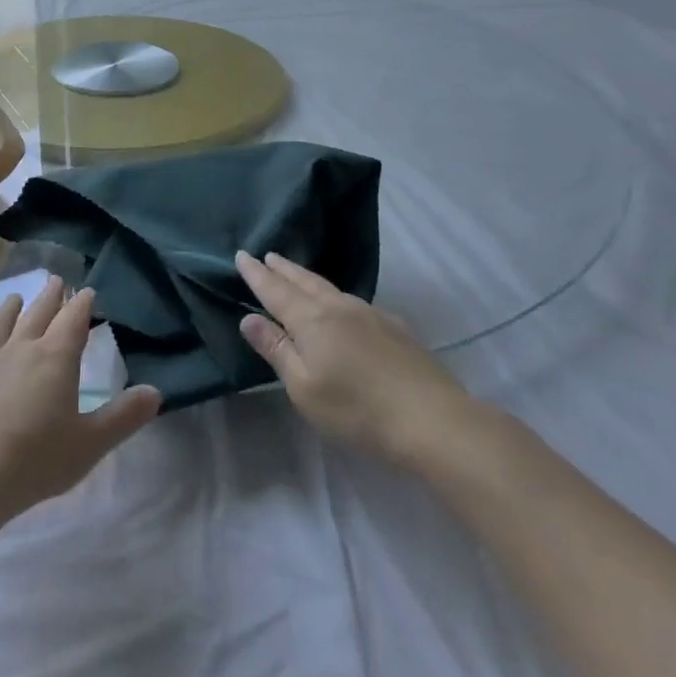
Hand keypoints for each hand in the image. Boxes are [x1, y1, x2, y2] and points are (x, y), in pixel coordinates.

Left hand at [0, 277, 161, 524]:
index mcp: (55, 359)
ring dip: (7, 311)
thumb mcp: (91, 443)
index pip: (73, 321)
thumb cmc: (38, 459)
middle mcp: (20, 350)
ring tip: (13, 298)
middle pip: (37, 316)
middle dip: (50, 298)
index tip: (87, 290)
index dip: (81, 304)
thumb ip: (123, 416)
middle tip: (56, 280)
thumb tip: (156, 391)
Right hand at [235, 251, 482, 470]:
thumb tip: (248, 318)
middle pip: (303, 281)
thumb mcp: (304, 388)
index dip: (256, 274)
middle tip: (268, 255)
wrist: (434, 421)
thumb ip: (276, 350)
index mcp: (311, 320)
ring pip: (330, 288)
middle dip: (282, 269)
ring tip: (296, 274)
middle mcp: (338, 308)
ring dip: (307, 278)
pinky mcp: (395, 328)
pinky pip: (354, 302)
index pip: (275, 290)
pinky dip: (335, 296)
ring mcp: (371, 314)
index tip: (241, 255)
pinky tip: (342, 306)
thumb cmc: (358, 410)